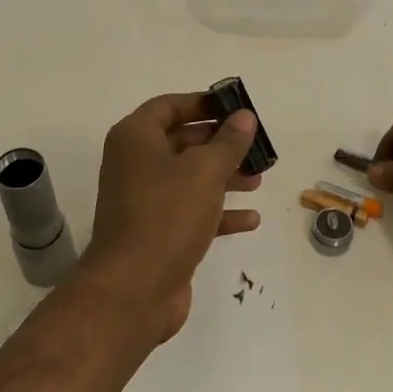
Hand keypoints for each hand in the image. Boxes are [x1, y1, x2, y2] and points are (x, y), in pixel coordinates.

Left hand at [77, 93, 263, 341]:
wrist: (134, 289)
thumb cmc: (167, 215)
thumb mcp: (204, 171)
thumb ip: (228, 142)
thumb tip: (243, 117)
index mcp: (136, 139)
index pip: (168, 106)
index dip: (201, 103)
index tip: (235, 107)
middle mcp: (135, 165)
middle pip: (182, 142)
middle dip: (220, 144)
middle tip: (256, 146)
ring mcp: (144, 202)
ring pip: (190, 179)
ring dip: (224, 177)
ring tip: (258, 180)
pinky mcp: (158, 234)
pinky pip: (192, 213)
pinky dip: (219, 213)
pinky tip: (251, 220)